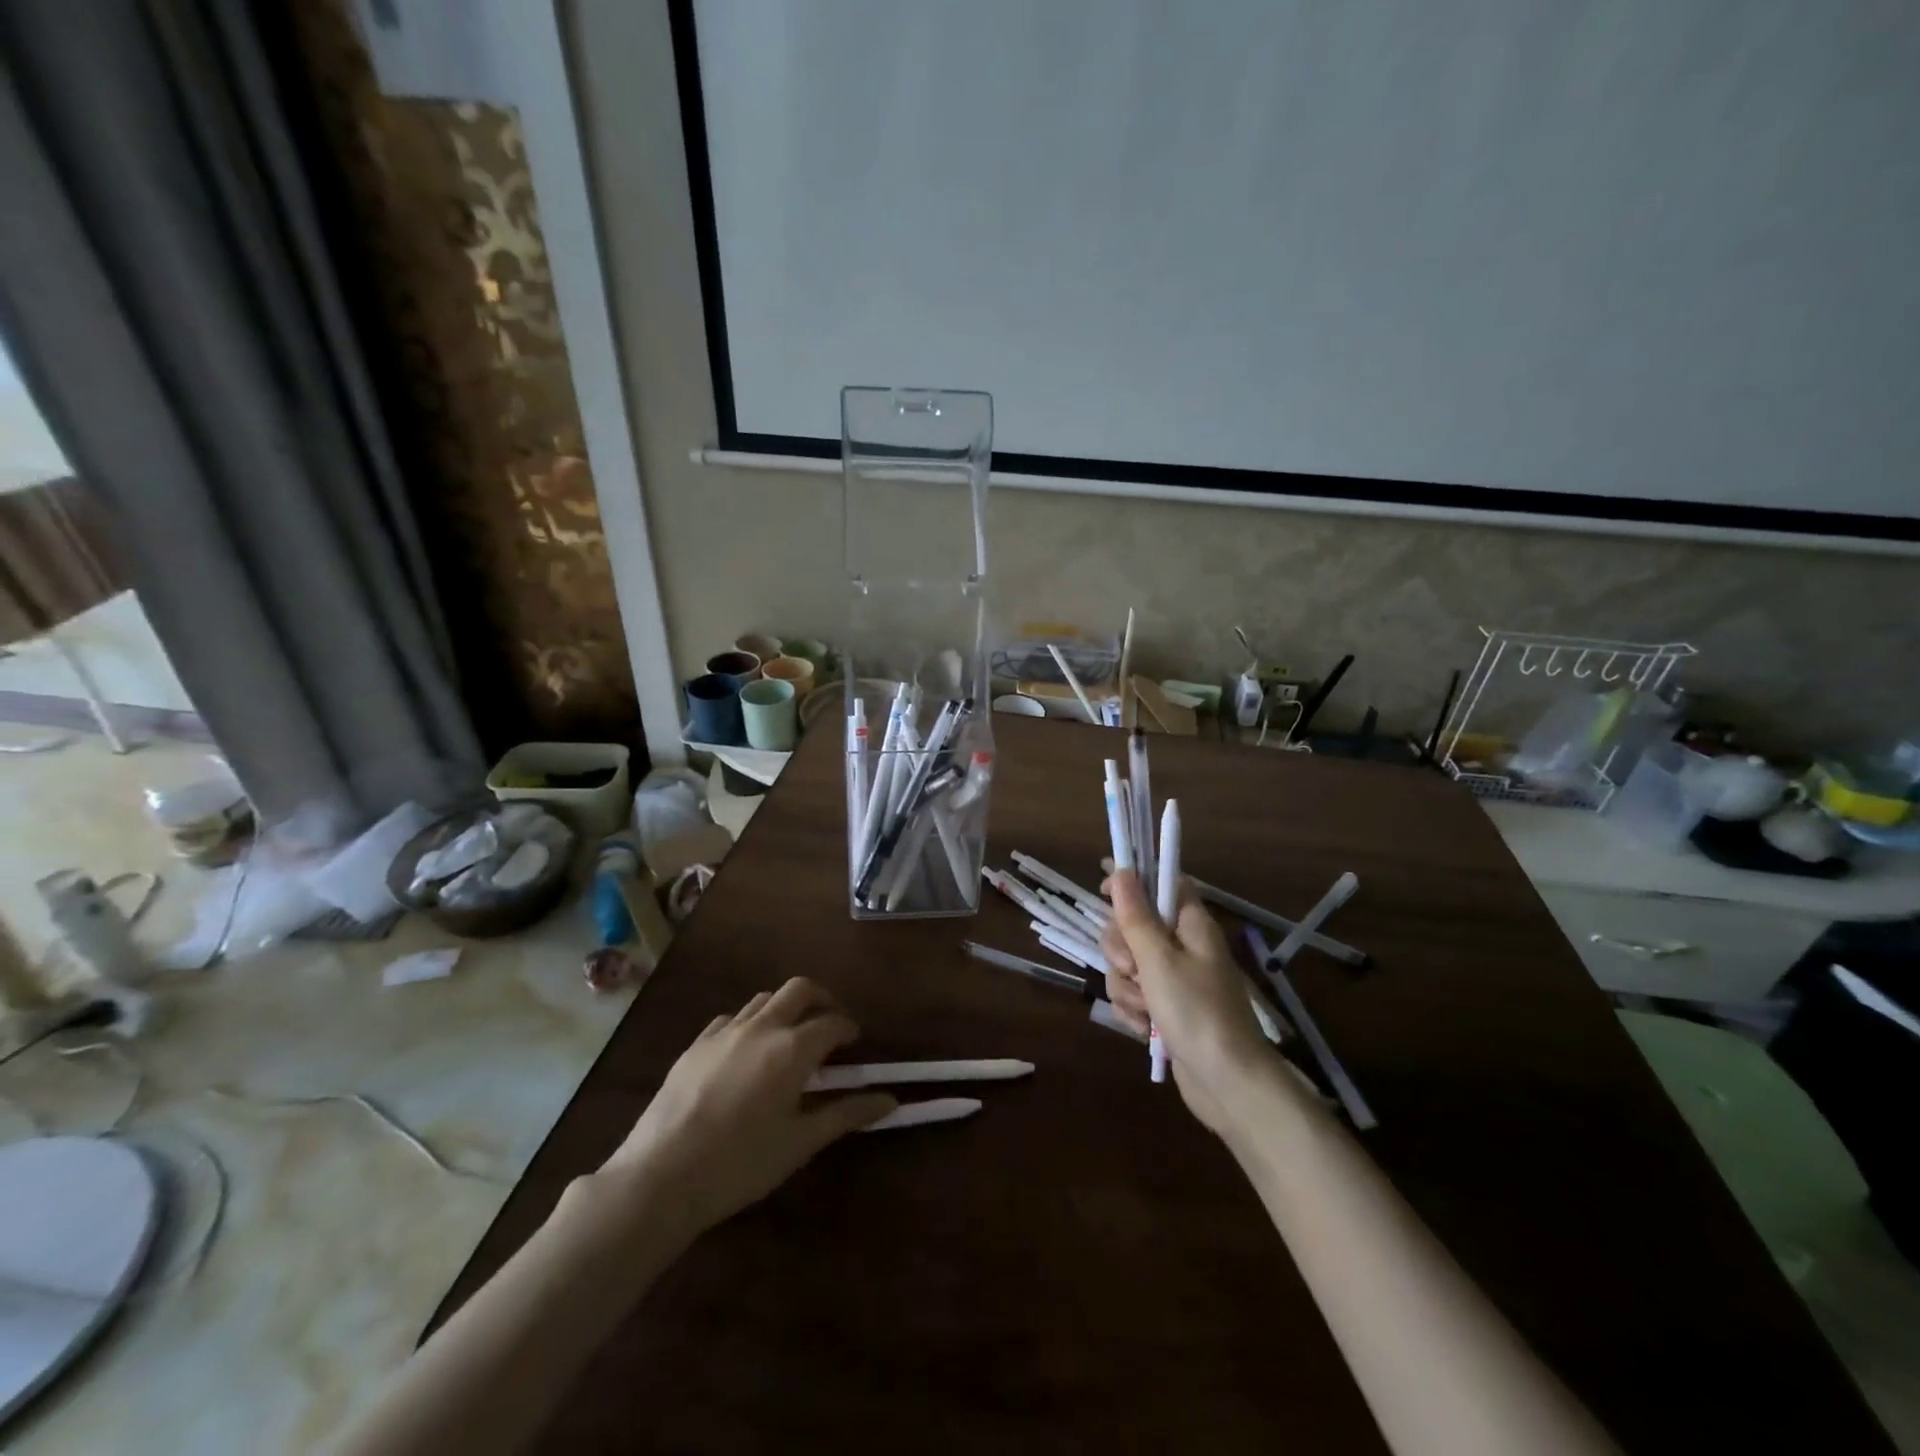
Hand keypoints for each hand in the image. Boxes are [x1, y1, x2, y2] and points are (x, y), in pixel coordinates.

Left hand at [596, 978, 895, 1240]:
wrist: (660, 1176)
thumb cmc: (740, 1164)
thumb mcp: (799, 1143)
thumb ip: (845, 1115)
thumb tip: (889, 1100)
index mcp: (792, 1048)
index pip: (832, 1022)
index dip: (848, 1028)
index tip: (853, 1043)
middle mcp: (762, 1027)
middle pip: (799, 989)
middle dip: (821, 999)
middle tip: (828, 1024)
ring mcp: (724, 1032)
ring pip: (764, 999)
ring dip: (784, 1009)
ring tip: (788, 1039)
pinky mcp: (695, 1045)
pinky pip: (730, 1019)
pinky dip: (748, 1024)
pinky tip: (745, 1052)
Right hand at [1100, 870, 1270, 1133]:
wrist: (1228, 1083)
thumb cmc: (1196, 1011)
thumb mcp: (1158, 959)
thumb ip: (1135, 915)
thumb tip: (1121, 870)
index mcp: (1190, 924)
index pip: (1161, 883)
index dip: (1132, 881)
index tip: (1104, 893)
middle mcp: (1183, 946)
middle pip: (1134, 925)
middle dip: (1121, 950)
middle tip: (1133, 970)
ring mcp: (1174, 979)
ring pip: (1128, 964)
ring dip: (1126, 987)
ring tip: (1144, 1010)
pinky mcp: (1166, 1008)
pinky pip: (1134, 995)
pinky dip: (1133, 1010)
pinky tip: (1144, 1029)